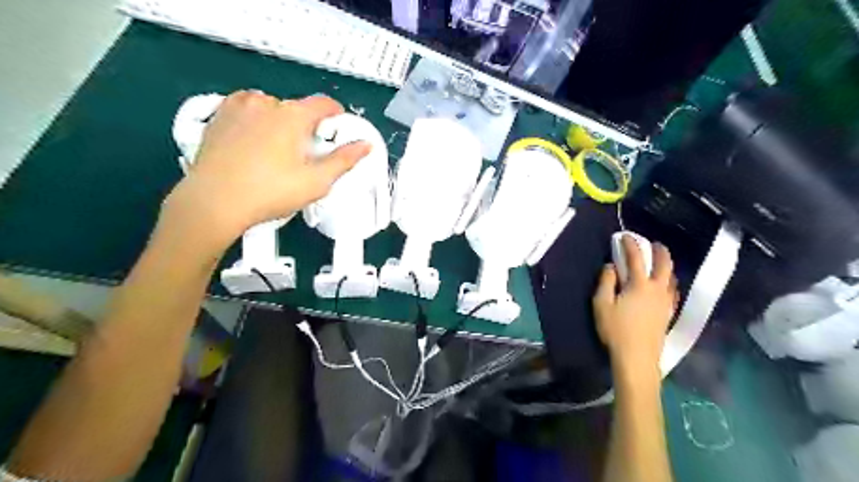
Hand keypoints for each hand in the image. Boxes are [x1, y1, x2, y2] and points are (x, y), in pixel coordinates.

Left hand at [158, 92, 370, 253]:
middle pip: (297, 108)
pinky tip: (253, 143)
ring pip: (271, 108)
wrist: (213, 202)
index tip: (338, 129)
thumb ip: (344, 160)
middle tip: (306, 154)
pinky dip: (255, 121)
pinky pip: (245, 110)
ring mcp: (238, 106)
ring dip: (280, 122)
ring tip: (277, 151)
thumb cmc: (270, 192)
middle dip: (306, 126)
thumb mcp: (316, 181)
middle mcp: (266, 102)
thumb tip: (365, 145)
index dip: (336, 114)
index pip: (324, 104)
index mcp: (293, 115)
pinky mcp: (218, 116)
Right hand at [596, 235, 673, 383]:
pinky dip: (669, 282)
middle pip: (664, 265)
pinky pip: (673, 291)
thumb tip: (610, 266)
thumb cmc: (616, 330)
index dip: (630, 244)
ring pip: (671, 278)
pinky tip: (666, 286)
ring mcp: (666, 302)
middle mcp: (657, 290)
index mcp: (639, 285)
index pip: (636, 258)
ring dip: (666, 266)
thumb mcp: (601, 304)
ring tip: (660, 262)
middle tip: (653, 243)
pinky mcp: (668, 314)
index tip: (624, 236)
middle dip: (659, 251)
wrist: (637, 358)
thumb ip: (606, 282)